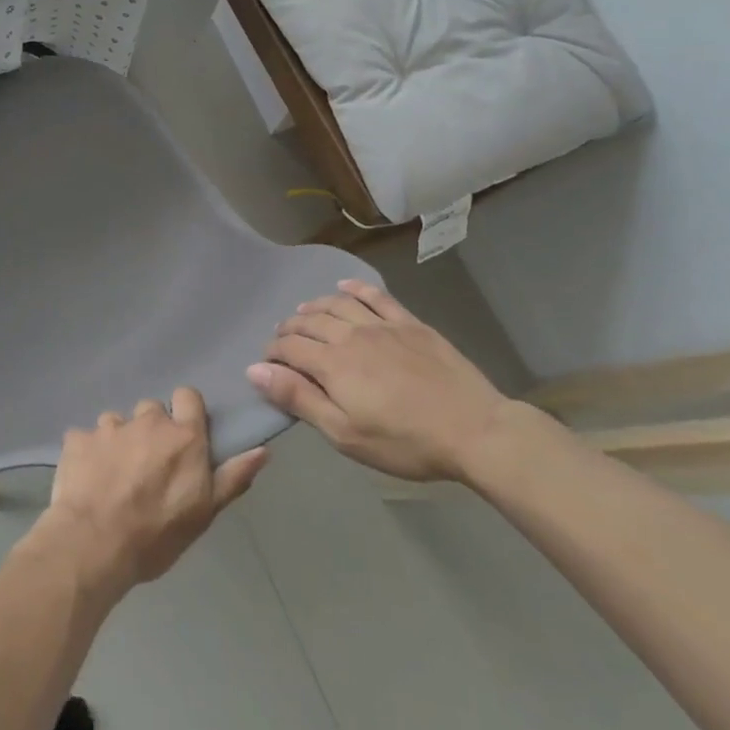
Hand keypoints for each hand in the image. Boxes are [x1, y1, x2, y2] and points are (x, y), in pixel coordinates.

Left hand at [31, 388, 268, 594]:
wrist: (93, 544)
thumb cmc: (156, 535)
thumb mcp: (204, 513)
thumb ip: (233, 477)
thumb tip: (262, 450)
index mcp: (182, 437)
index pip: (188, 396)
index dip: (186, 412)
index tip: (183, 437)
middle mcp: (147, 422)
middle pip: (152, 411)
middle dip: (151, 431)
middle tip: (148, 466)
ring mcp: (109, 427)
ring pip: (117, 422)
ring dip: (119, 441)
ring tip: (114, 475)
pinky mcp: (77, 438)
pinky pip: (85, 438)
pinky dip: (88, 453)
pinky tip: (86, 479)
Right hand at [248, 280, 510, 480]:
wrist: (475, 431)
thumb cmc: (405, 441)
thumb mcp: (344, 433)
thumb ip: (298, 398)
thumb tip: (255, 370)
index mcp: (332, 363)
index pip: (289, 346)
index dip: (272, 352)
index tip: (267, 364)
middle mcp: (351, 334)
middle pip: (309, 321)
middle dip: (289, 328)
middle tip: (282, 340)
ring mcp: (383, 325)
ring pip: (337, 304)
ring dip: (314, 306)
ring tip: (305, 312)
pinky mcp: (410, 324)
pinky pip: (376, 296)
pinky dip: (355, 289)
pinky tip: (344, 288)